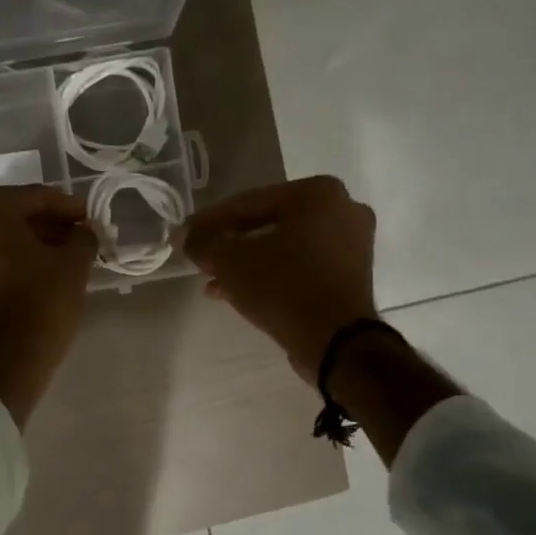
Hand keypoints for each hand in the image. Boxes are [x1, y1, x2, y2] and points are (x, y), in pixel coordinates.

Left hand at [0, 185, 96, 426]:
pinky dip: (14, 256)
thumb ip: (82, 237)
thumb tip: (83, 231)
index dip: (69, 208)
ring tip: (67, 254)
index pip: (37, 197)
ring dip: (32, 240)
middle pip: (15, 213)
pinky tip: (43, 268)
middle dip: (49, 224)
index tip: (91, 218)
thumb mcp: (73, 264)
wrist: (3, 361)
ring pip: (1, 234)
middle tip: (80, 236)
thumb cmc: (40, 302)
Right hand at [181, 176, 377, 383]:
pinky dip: (271, 273)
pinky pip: (301, 265)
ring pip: (283, 246)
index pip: (248, 202)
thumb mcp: (229, 262)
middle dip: (230, 242)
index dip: (209, 221)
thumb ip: (201, 243)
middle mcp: (342, 209)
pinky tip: (236, 291)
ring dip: (246, 261)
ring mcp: (351, 243)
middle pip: (267, 222)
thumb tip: (184, 236)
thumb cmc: (282, 287)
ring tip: (213, 279)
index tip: (185, 235)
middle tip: (201, 256)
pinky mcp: (351, 274)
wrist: (336, 342)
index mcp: (317, 193)